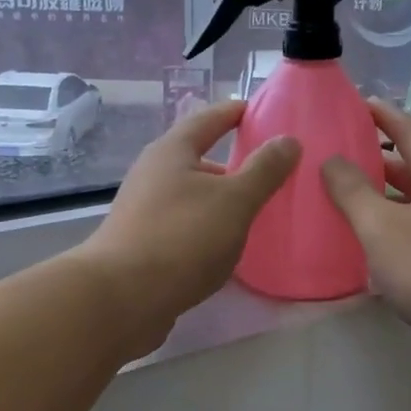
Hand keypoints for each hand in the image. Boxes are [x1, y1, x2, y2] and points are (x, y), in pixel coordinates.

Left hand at [78, 101, 299, 355]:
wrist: (122, 298)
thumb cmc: (181, 238)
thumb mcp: (234, 201)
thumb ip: (264, 170)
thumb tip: (288, 140)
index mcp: (172, 152)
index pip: (208, 119)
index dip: (236, 113)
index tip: (261, 111)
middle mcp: (152, 174)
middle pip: (197, 158)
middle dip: (231, 163)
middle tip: (269, 172)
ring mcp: (144, 211)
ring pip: (191, 196)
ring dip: (219, 199)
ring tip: (254, 213)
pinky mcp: (143, 245)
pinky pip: (184, 225)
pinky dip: (207, 227)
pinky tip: (226, 247)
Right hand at [321, 101, 410, 365]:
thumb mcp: (381, 226)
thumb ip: (352, 190)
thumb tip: (332, 160)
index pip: (409, 129)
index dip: (381, 114)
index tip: (353, 104)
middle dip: (376, 158)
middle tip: (337, 155)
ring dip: (383, 196)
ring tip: (345, 197)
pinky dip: (394, 228)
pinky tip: (370, 243)